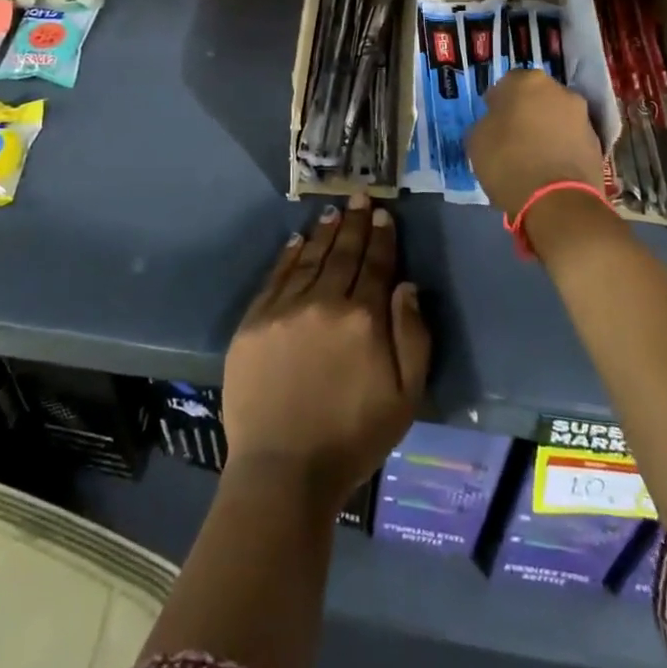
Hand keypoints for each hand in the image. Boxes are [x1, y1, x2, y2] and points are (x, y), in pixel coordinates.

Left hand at [223, 194, 430, 511]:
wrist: (283, 470)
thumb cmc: (353, 438)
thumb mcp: (405, 396)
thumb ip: (412, 336)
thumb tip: (406, 285)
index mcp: (363, 318)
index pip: (376, 265)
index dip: (382, 237)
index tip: (384, 214)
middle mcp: (324, 302)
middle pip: (343, 253)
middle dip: (355, 223)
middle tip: (360, 197)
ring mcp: (285, 308)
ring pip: (310, 258)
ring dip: (325, 232)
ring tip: (334, 211)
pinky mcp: (254, 321)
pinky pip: (276, 277)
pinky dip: (289, 255)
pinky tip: (298, 240)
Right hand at [465, 69, 605, 218]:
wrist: (558, 202)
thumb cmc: (509, 162)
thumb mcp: (476, 140)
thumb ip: (486, 123)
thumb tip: (496, 123)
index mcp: (527, 81)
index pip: (506, 84)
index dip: (497, 103)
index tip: (492, 122)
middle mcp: (559, 90)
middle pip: (536, 97)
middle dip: (525, 112)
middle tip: (512, 137)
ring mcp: (582, 116)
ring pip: (556, 117)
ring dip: (546, 129)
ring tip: (532, 157)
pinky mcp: (597, 142)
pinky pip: (571, 139)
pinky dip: (561, 148)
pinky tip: (549, 169)